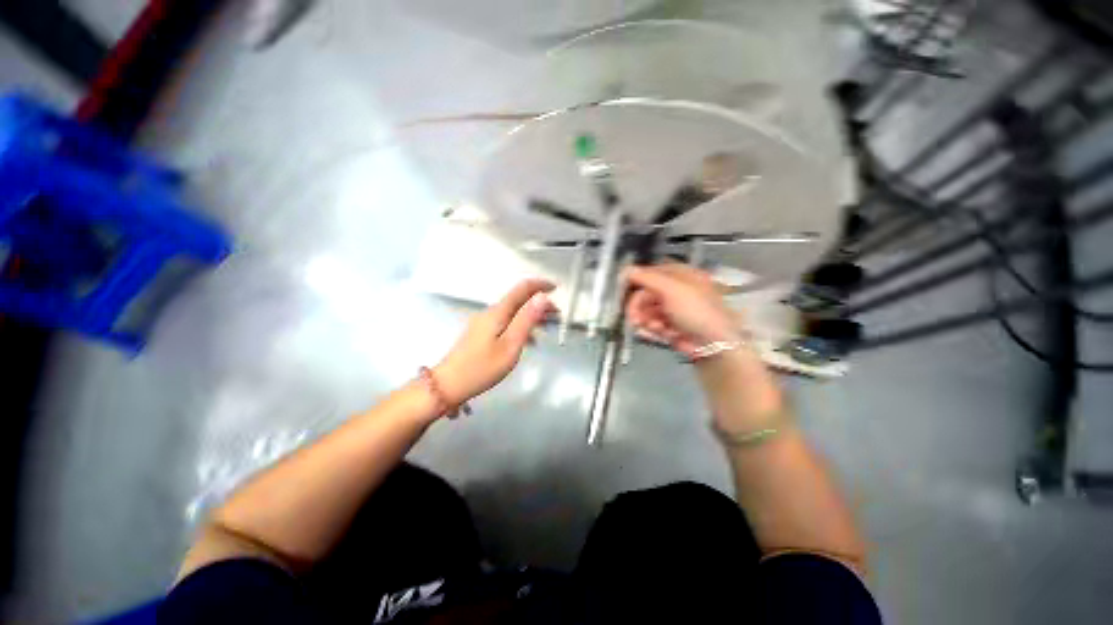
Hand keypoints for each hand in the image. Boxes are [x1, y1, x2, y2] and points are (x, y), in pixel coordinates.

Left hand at [434, 279, 555, 404]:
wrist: (448, 385)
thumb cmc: (482, 367)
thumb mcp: (510, 345)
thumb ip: (526, 320)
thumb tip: (542, 297)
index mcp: (498, 312)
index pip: (522, 289)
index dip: (540, 285)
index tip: (556, 288)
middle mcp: (491, 313)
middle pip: (519, 300)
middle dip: (539, 304)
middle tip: (557, 315)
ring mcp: (484, 323)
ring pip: (514, 313)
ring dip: (532, 316)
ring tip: (548, 327)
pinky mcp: (482, 334)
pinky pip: (507, 323)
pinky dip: (521, 327)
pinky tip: (530, 340)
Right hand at [623, 263, 740, 357]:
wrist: (714, 344)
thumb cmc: (696, 310)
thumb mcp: (672, 289)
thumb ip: (647, 278)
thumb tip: (625, 269)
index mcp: (680, 275)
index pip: (651, 272)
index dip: (636, 280)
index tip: (623, 290)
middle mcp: (675, 290)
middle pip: (645, 293)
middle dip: (639, 307)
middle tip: (635, 318)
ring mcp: (672, 309)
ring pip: (646, 311)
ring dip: (646, 320)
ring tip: (656, 328)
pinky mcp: (669, 326)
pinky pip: (652, 324)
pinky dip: (653, 330)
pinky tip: (662, 334)